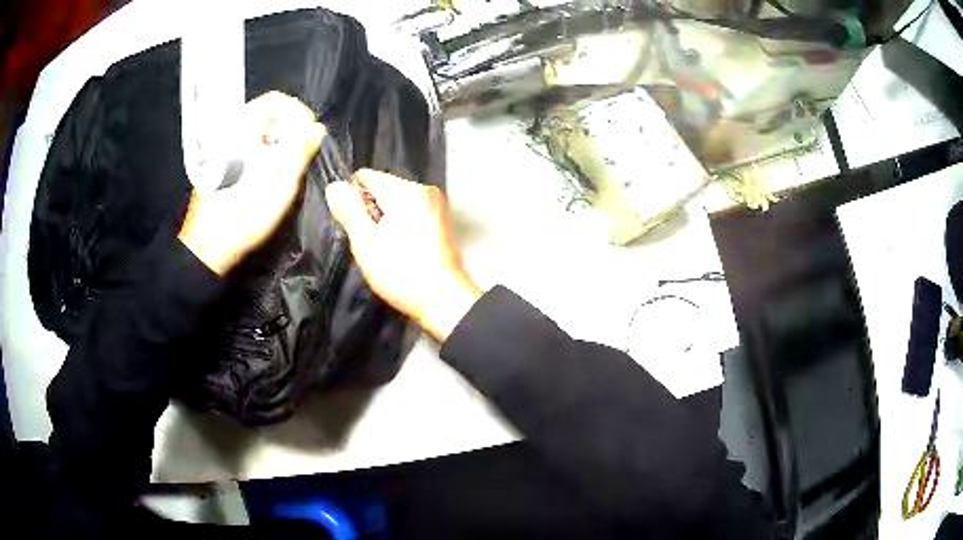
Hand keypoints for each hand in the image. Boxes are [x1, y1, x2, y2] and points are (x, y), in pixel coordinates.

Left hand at [178, 92, 325, 274]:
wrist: (210, 246)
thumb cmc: (244, 212)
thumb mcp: (280, 179)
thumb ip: (301, 147)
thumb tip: (317, 128)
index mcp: (240, 126)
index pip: (277, 100)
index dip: (300, 114)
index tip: (311, 137)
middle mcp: (229, 130)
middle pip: (268, 116)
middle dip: (291, 131)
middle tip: (300, 156)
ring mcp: (222, 148)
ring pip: (259, 134)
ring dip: (279, 145)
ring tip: (287, 169)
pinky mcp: (221, 165)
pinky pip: (249, 148)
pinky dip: (264, 155)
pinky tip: (269, 177)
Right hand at [325, 169, 481, 341]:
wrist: (443, 301)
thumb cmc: (402, 272)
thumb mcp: (365, 242)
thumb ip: (348, 210)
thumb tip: (335, 185)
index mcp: (406, 190)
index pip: (365, 176)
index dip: (352, 199)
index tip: (354, 225)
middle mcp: (424, 189)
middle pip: (382, 188)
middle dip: (370, 211)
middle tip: (370, 241)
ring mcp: (436, 204)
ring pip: (395, 202)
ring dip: (384, 220)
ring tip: (386, 248)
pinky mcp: (440, 220)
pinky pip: (410, 213)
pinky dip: (400, 226)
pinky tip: (400, 249)